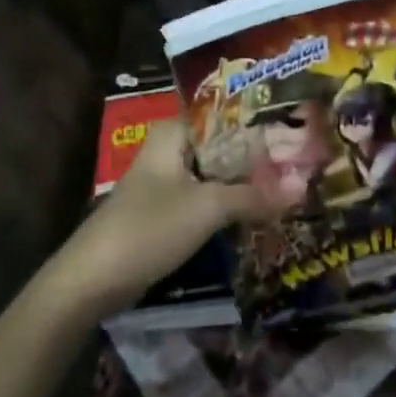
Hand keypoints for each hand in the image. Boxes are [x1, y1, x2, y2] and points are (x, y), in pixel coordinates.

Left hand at [55, 115, 286, 316]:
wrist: (92, 281)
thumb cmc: (148, 228)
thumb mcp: (207, 208)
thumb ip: (254, 196)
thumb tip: (302, 188)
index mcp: (174, 132)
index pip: (226, 115)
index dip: (261, 123)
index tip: (299, 130)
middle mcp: (170, 147)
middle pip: (223, 145)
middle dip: (258, 156)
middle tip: (304, 161)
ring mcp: (166, 179)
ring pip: (216, 173)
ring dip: (246, 181)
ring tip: (291, 183)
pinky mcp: (166, 210)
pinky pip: (206, 196)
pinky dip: (230, 202)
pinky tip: (260, 210)